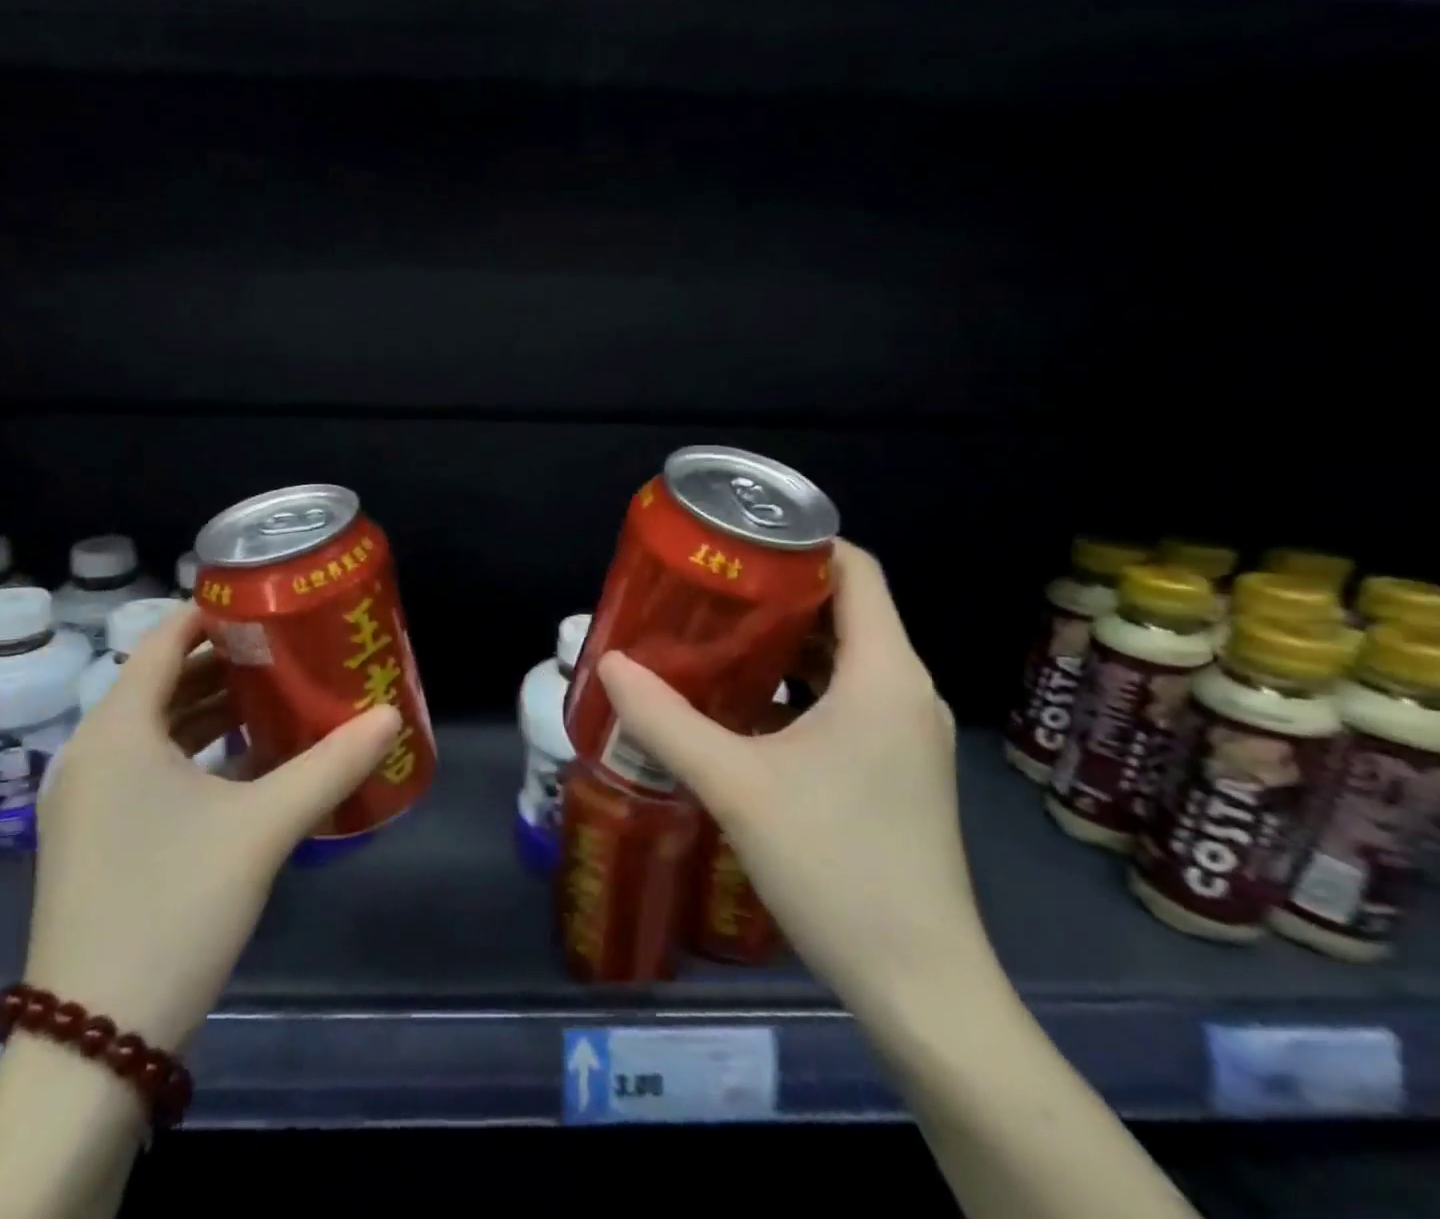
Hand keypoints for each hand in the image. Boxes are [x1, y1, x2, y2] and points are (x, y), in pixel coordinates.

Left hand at [23, 605, 401, 1050]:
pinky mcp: (98, 836)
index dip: (213, 612)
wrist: (94, 1043)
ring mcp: (90, 799)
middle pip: (162, 680)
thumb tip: (391, 717)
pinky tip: (250, 760)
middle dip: (225, 659)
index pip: (163, 640)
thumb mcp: (263, 827)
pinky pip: (151, 767)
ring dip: (213, 707)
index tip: (268, 600)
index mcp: (117, 731)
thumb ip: (331, 765)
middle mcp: (93, 753)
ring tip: (279, 693)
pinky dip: (197, 751)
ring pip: (158, 727)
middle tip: (288, 645)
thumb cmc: (173, 907)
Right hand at [597, 541, 984, 1019]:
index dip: (800, 543)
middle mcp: (905, 689)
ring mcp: (905, 731)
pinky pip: (846, 696)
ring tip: (713, 635)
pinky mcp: (896, 764)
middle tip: (706, 588)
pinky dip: (798, 683)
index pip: (856, 569)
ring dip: (783, 640)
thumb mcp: (735, 785)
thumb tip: (609, 665)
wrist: (920, 986)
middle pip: (845, 608)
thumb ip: (665, 720)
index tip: (735, 542)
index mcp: (883, 673)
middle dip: (776, 591)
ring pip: (844, 655)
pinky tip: (743, 701)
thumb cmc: (835, 866)